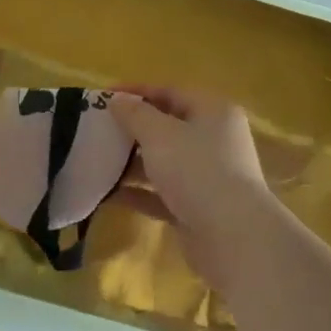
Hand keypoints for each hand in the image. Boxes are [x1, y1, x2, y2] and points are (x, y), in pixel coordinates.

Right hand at [107, 87, 275, 287]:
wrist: (233, 238)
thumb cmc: (197, 170)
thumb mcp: (160, 134)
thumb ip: (135, 114)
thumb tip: (117, 99)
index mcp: (213, 112)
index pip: (169, 92)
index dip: (135, 92)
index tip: (101, 98)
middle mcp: (214, 140)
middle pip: (167, 127)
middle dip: (132, 129)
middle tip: (96, 130)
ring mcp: (207, 176)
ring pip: (163, 162)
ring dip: (132, 162)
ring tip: (96, 161)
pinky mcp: (197, 208)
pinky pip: (162, 193)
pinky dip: (138, 192)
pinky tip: (107, 194)